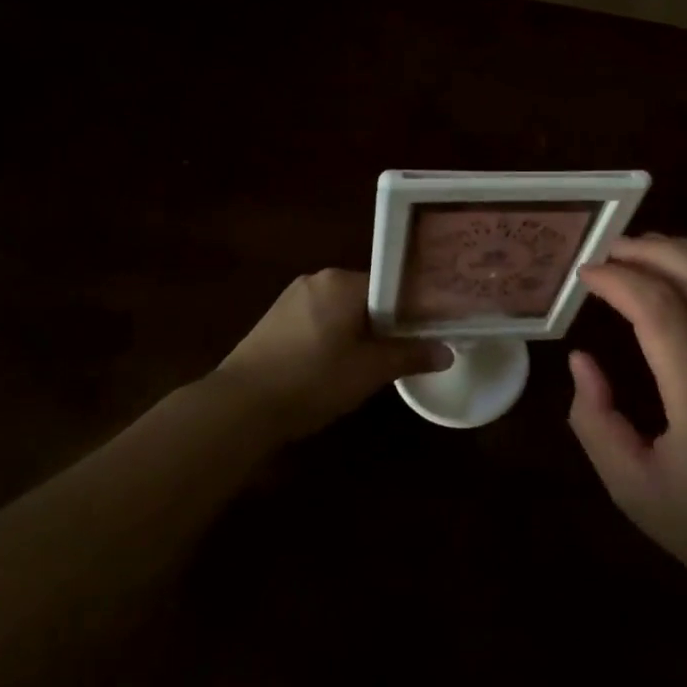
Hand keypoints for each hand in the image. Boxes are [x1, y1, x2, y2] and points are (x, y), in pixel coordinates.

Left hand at [212, 269, 450, 437]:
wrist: (239, 406)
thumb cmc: (312, 380)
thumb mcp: (369, 371)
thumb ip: (410, 355)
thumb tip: (447, 352)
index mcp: (341, 281)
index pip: (391, 285)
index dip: (412, 310)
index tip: (428, 331)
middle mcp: (317, 280)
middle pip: (367, 297)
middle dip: (386, 323)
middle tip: (404, 353)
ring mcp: (291, 299)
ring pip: (342, 311)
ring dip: (359, 333)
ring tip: (373, 365)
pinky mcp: (274, 321)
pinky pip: (319, 321)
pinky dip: (334, 338)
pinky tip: (335, 368)